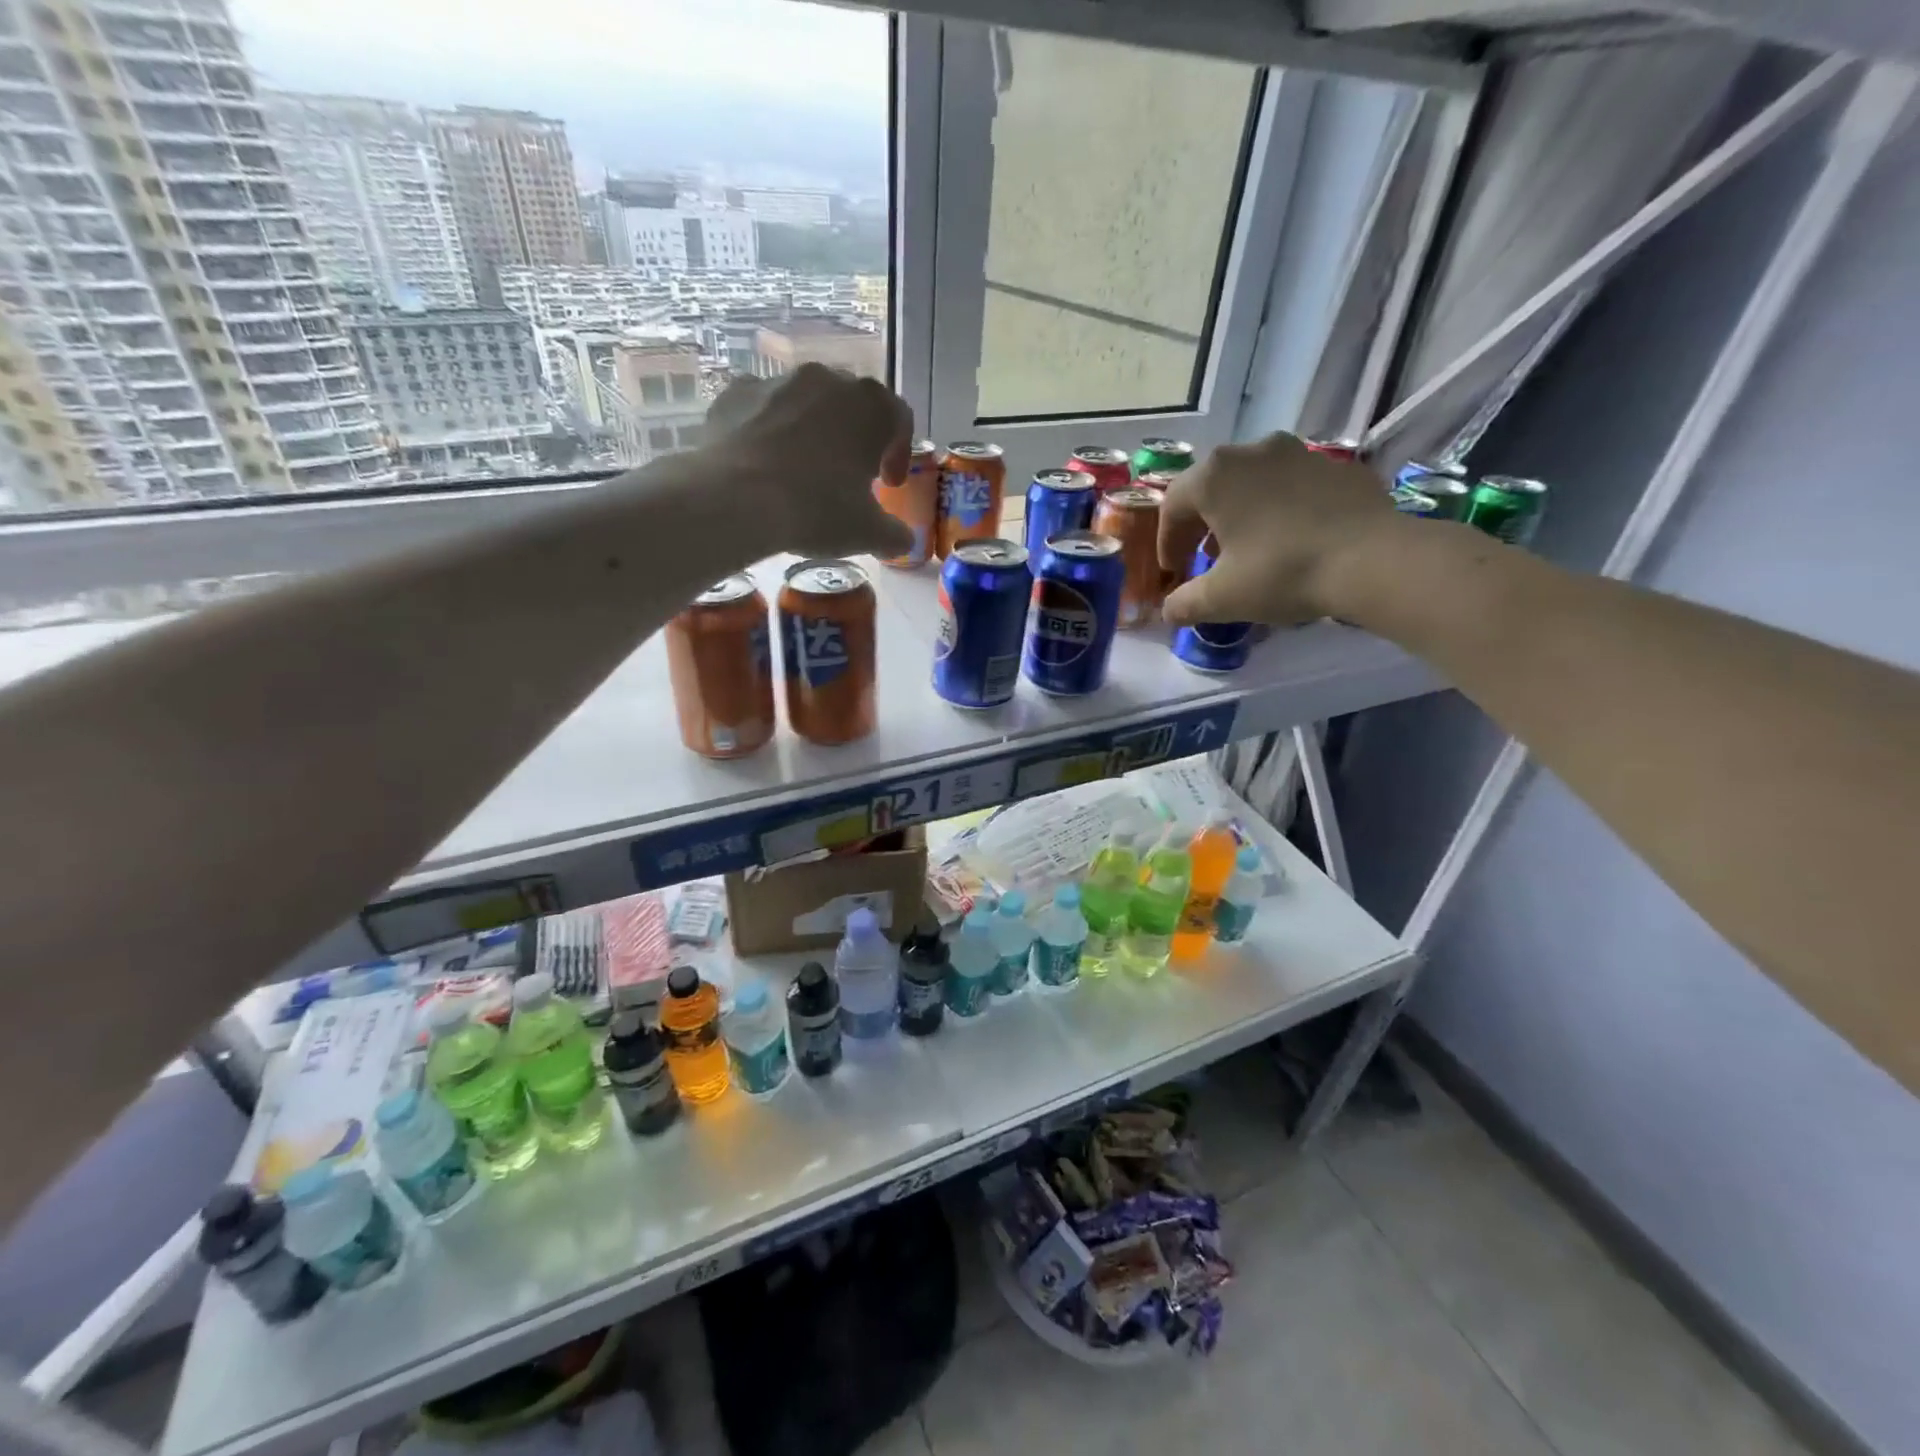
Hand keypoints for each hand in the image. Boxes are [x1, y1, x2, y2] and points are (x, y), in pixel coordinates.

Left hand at [705, 365, 915, 560]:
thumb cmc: (816, 509)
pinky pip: (763, 409)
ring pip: (805, 403)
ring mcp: (778, 380)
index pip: (899, 421)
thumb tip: (902, 540)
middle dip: (854, 438)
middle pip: (852, 405)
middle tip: (848, 476)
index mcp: (871, 405)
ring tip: (802, 471)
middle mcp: (828, 379)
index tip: (888, 485)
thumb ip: (895, 535)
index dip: (898, 454)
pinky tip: (762, 463)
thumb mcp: (869, 534)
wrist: (735, 499)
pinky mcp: (736, 392)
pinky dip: (768, 429)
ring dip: (811, 431)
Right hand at [1157, 431, 1401, 625]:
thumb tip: (1170, 611)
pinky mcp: (1337, 466)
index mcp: (1215, 476)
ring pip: (1254, 482)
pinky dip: (1281, 509)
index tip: (1174, 570)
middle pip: (1213, 487)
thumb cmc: (1281, 572)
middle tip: (1205, 558)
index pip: (1173, 505)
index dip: (1168, 541)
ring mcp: (1299, 453)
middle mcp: (1253, 451)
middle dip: (1203, 524)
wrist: (1372, 559)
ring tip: (1248, 548)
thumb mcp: (1222, 598)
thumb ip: (1185, 603)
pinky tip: (1292, 540)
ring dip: (1242, 513)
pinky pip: (1294, 486)